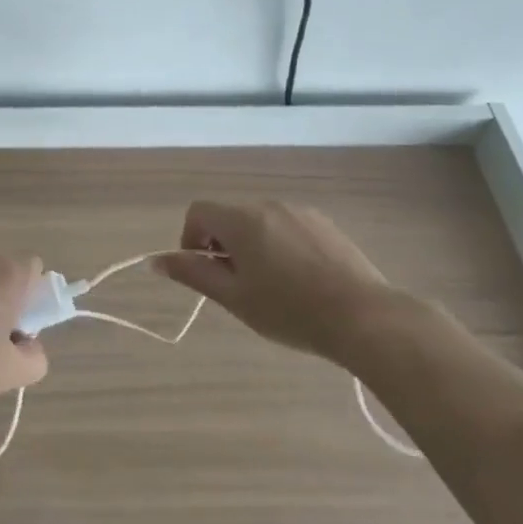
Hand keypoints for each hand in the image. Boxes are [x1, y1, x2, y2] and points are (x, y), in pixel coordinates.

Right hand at [153, 201, 401, 364]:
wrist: (365, 318)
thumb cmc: (290, 311)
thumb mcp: (235, 298)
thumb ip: (194, 274)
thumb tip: (156, 261)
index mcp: (241, 220)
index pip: (198, 212)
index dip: (192, 239)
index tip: (207, 273)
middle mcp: (268, 205)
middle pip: (230, 217)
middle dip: (224, 246)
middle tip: (239, 287)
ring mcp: (301, 212)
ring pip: (261, 223)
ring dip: (254, 246)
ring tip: (273, 288)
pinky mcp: (326, 225)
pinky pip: (288, 228)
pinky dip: (282, 246)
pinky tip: (302, 281)